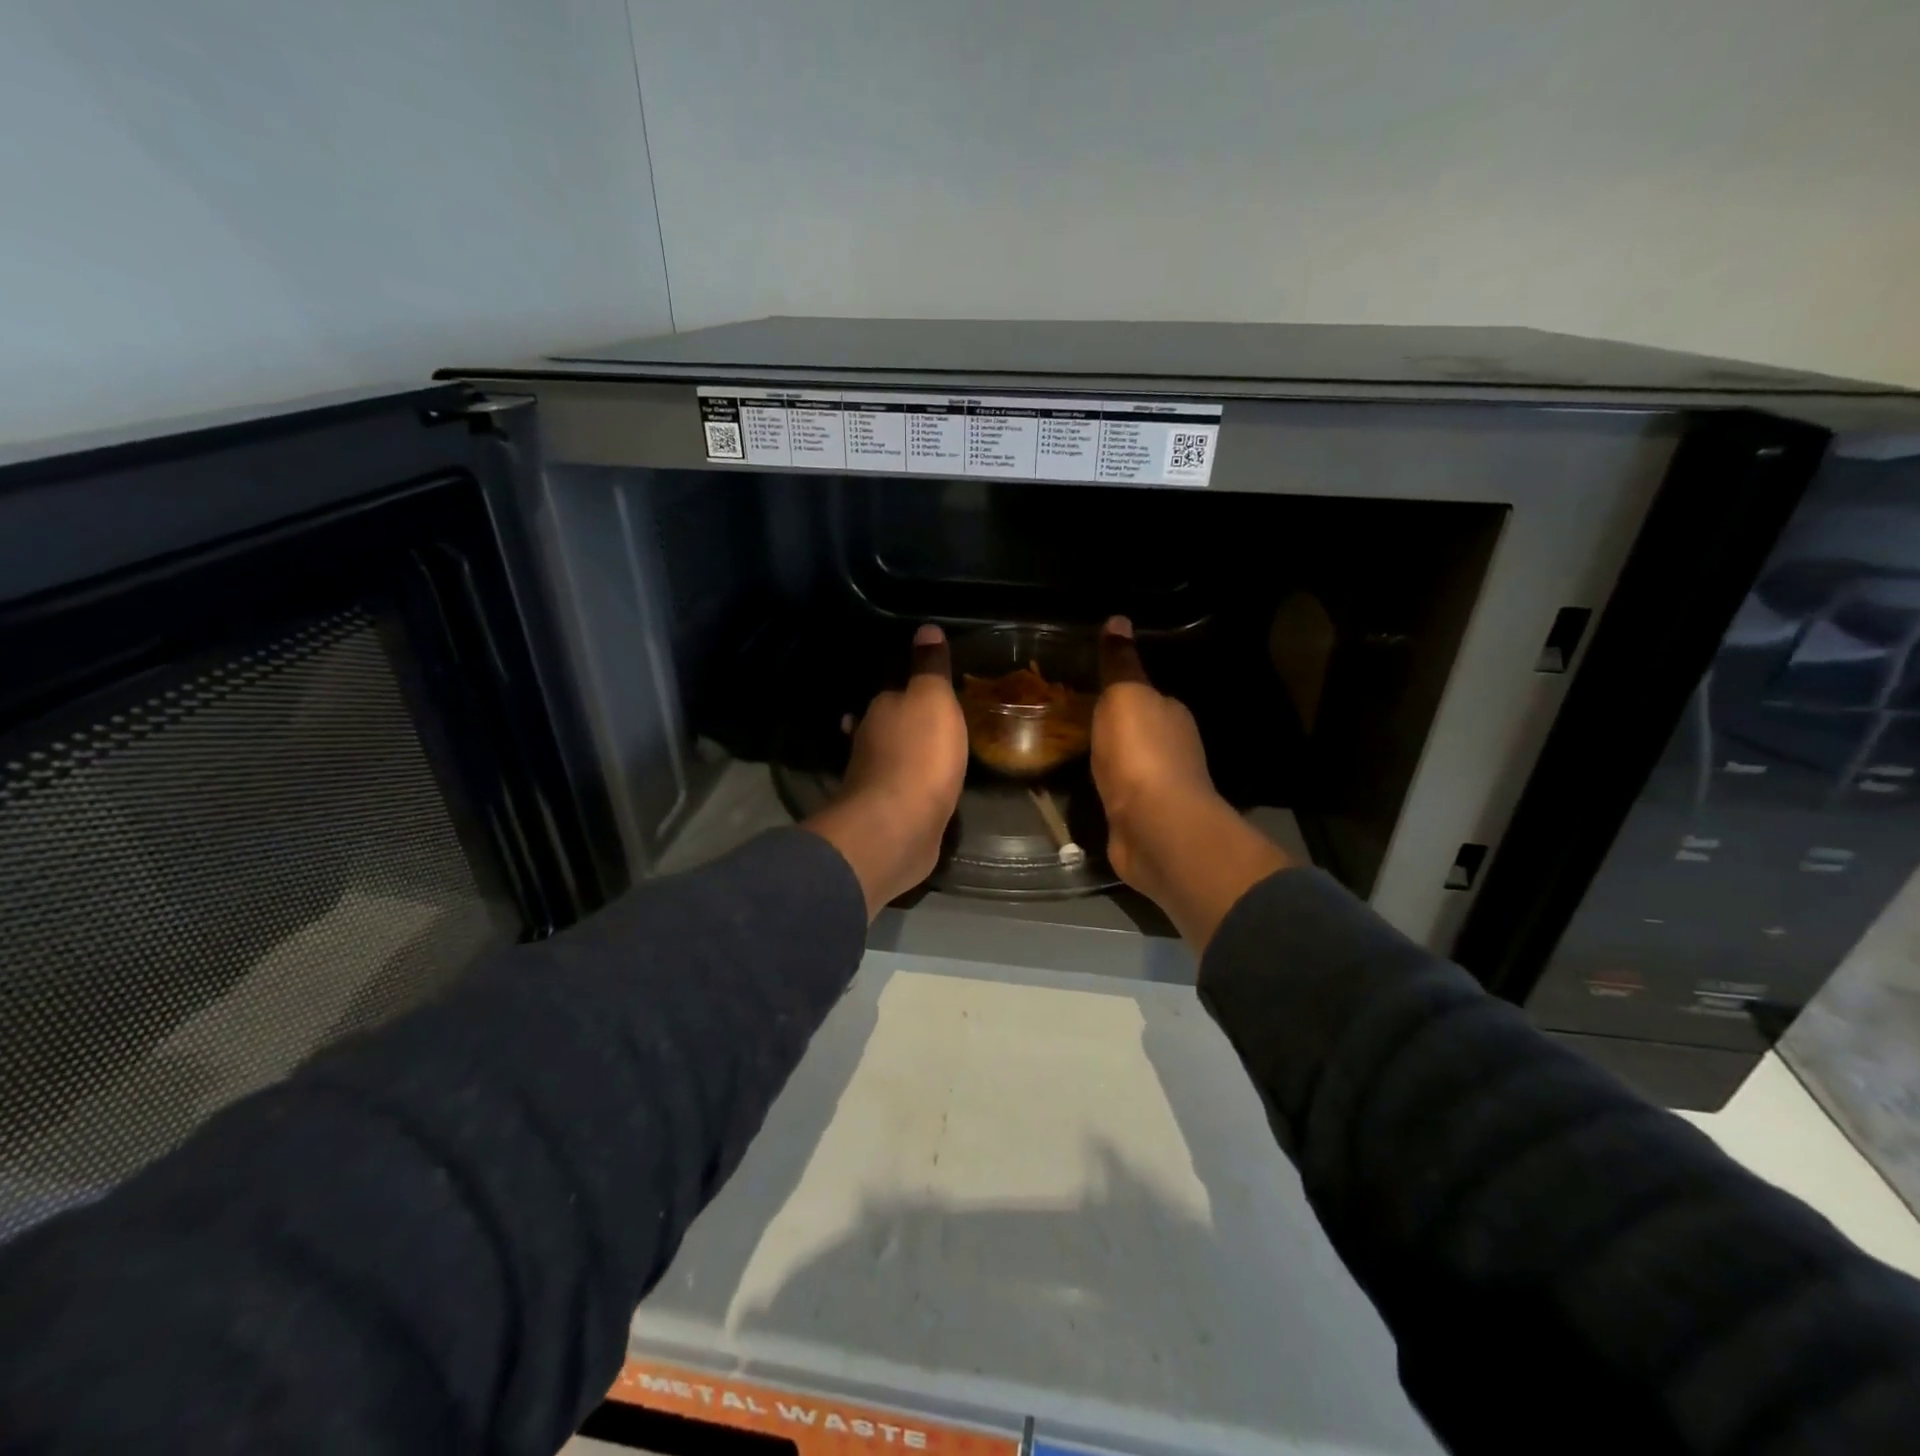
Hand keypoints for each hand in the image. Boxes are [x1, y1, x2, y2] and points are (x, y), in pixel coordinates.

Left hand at [803, 624, 968, 918]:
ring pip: (891, 757)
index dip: (912, 689)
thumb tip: (926, 627)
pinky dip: (911, 785)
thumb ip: (929, 667)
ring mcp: (874, 779)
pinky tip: (927, 789)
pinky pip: (901, 789)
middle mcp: (869, 740)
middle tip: (935, 721)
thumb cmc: (920, 754)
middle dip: (905, 722)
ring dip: (905, 754)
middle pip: (889, 725)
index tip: (931, 689)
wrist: (899, 825)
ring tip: (934, 753)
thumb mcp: (933, 699)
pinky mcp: (884, 812)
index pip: (894, 690)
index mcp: (881, 709)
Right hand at [1092, 617, 1293, 948]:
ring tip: (1071, 753)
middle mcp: (1172, 748)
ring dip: (1109, 760)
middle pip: (1138, 730)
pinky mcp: (1141, 820)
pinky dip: (1106, 790)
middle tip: (1071, 719)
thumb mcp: (1125, 695)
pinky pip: (1119, 795)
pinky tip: (1086, 790)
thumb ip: (1120, 664)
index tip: (1089, 689)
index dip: (1121, 691)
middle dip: (1112, 727)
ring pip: (1128, 765)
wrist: (1154, 826)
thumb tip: (1118, 620)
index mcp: (1171, 714)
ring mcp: (1158, 789)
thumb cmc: (1140, 753)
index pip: (1146, 695)